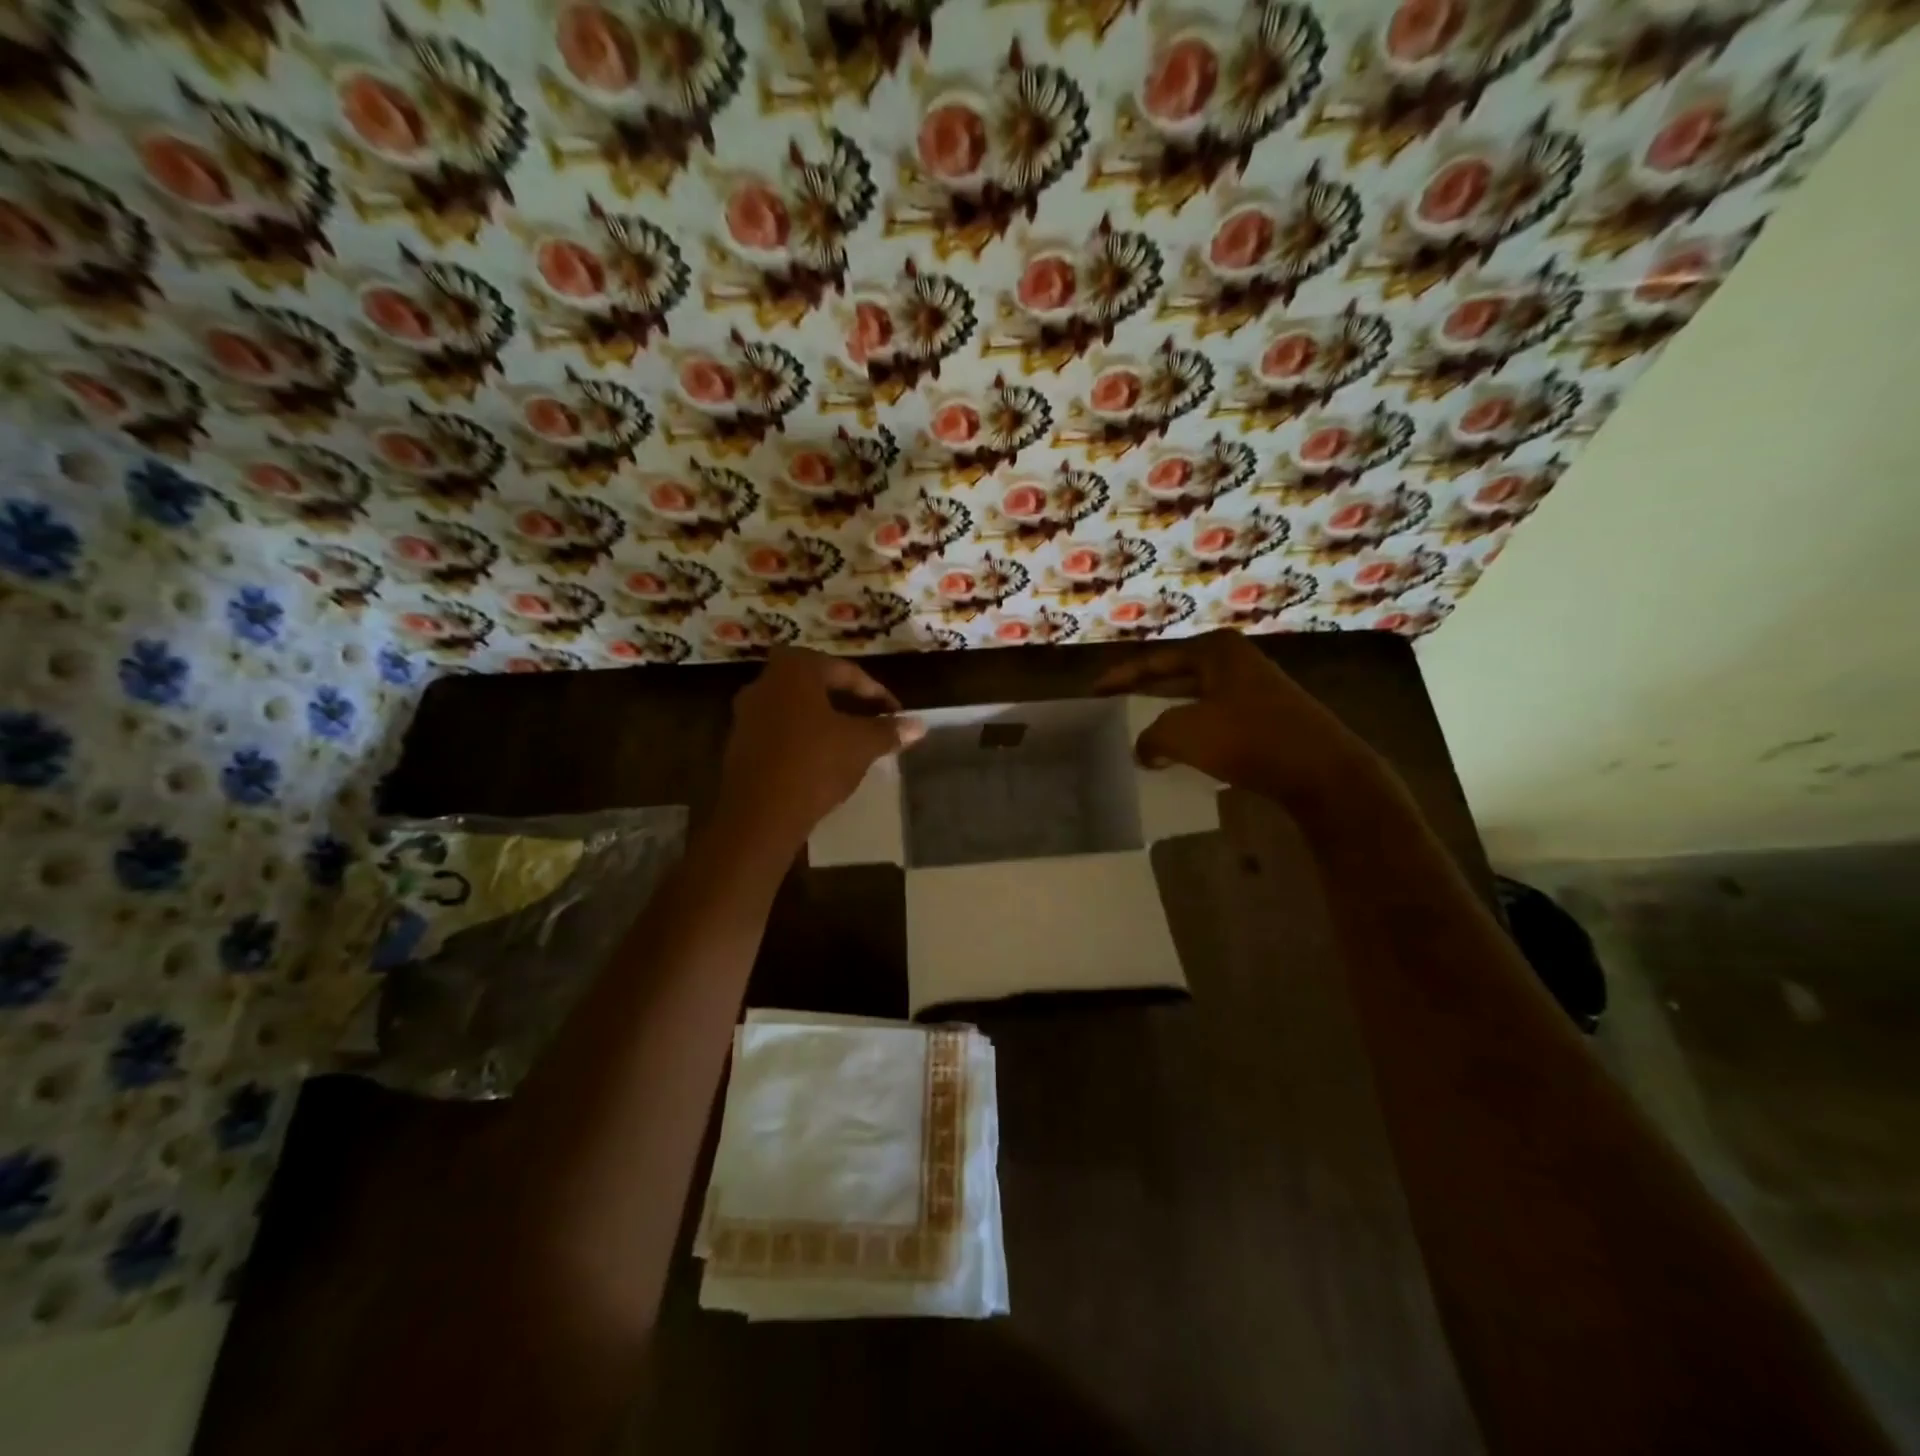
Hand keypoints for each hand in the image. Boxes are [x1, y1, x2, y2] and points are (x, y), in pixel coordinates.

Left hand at [716, 647, 923, 847]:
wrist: (759, 815)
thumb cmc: (815, 765)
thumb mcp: (861, 746)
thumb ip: (889, 730)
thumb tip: (919, 724)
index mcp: (795, 670)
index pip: (846, 671)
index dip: (877, 693)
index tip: (896, 714)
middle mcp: (765, 682)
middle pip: (817, 684)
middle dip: (848, 701)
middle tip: (873, 720)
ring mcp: (747, 713)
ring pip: (797, 708)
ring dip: (825, 719)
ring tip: (852, 741)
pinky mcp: (739, 743)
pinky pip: (780, 730)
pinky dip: (804, 737)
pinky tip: (823, 759)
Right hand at [1092, 630, 1385, 807]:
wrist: (1322, 772)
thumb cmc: (1248, 739)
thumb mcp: (1182, 732)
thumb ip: (1150, 736)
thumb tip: (1145, 749)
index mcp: (1215, 650)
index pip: (1154, 660)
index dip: (1119, 677)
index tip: (1094, 693)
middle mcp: (1235, 662)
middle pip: (1175, 676)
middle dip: (1142, 694)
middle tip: (1112, 710)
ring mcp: (1255, 689)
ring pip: (1195, 700)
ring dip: (1166, 717)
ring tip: (1136, 733)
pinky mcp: (1266, 718)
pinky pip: (1215, 719)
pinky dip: (1191, 732)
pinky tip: (1176, 752)